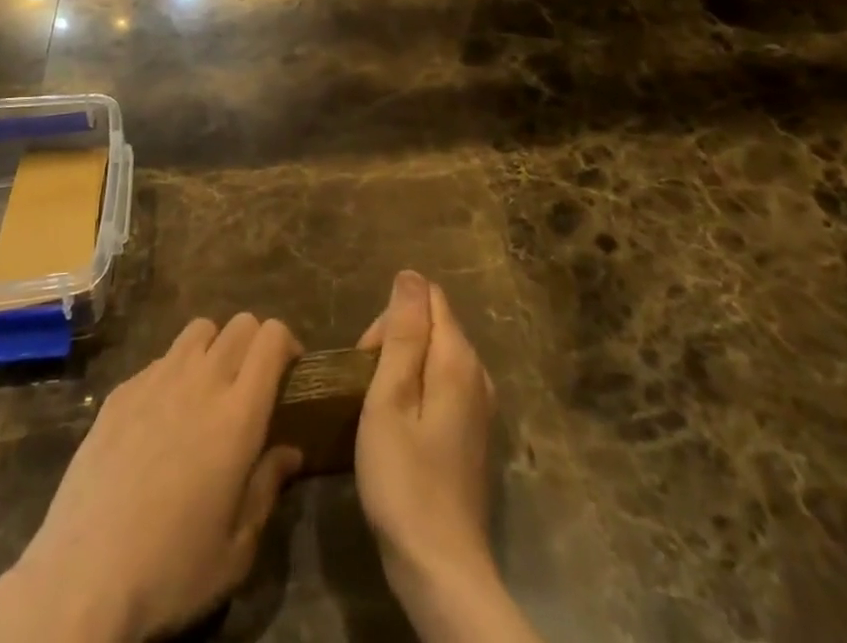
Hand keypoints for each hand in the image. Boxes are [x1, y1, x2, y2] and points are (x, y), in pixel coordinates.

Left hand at [0, 314, 303, 642]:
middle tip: (252, 382)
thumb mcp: (236, 549)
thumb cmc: (171, 570)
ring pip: (199, 330)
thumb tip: (289, 452)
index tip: (289, 370)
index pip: (271, 337)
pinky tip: (162, 417)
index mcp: (238, 414)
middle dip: (254, 343)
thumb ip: (267, 488)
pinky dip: (174, 372)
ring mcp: (156, 379)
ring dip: (214, 347)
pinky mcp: (121, 390)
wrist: (83, 576)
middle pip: (239, 324)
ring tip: (209, 388)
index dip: (286, 343)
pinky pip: (160, 359)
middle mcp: (201, 381)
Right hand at [357, 272, 534, 642]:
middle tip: (366, 391)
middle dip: (394, 342)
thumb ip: (403, 334)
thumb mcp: (390, 399)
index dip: (391, 319)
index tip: (368, 360)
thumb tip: (410, 276)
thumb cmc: (404, 479)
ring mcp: (480, 406)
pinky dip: (417, 393)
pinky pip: (442, 386)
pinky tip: (398, 428)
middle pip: (432, 325)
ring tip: (376, 409)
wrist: (441, 569)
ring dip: (403, 369)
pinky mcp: (473, 434)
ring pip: (435, 356)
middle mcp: (478, 374)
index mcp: (458, 359)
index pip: (427, 298)